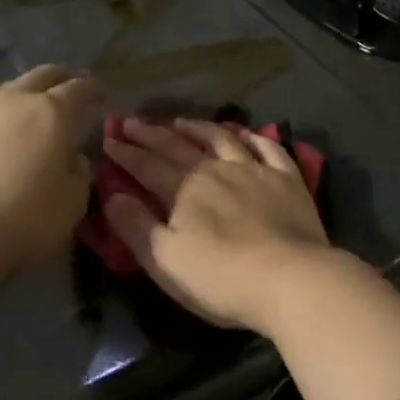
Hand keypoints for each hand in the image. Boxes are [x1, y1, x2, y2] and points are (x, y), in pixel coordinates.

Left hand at [0, 65, 101, 294]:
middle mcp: (15, 100)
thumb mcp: (73, 203)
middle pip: (43, 75)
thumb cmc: (23, 222)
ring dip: (23, 97)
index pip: (80, 88)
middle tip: (69, 91)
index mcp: (54, 113)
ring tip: (26, 114)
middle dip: (60, 79)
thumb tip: (72, 157)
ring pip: (6, 89)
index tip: (100, 96)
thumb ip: (78, 172)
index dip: (93, 89)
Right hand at [103, 118, 343, 333]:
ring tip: (181, 121)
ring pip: (222, 138)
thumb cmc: (221, 278)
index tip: (109, 140)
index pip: (147, 166)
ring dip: (198, 128)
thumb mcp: (165, 261)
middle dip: (152, 133)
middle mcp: (216, 170)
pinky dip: (253, 137)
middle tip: (132, 121)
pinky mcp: (287, 179)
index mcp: (184, 190)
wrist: (290, 278)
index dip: (126, 154)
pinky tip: (245, 133)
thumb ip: (136, 227)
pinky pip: (268, 148)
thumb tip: (112, 196)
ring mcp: (254, 170)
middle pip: (179, 146)